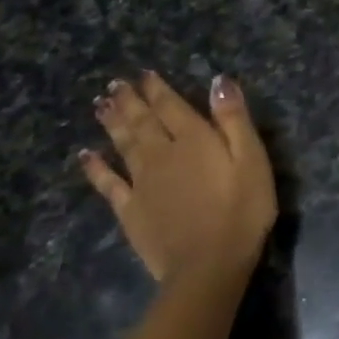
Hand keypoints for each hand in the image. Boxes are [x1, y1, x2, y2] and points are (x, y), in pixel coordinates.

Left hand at [79, 70, 276, 293]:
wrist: (208, 264)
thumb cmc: (242, 210)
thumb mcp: (252, 160)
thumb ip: (234, 120)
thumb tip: (219, 81)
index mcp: (194, 140)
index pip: (171, 106)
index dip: (158, 88)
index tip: (145, 74)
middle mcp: (162, 154)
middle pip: (142, 121)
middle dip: (130, 101)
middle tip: (115, 84)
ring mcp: (141, 182)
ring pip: (122, 144)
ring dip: (112, 123)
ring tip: (101, 105)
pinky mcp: (130, 209)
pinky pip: (107, 183)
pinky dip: (95, 167)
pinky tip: (86, 156)